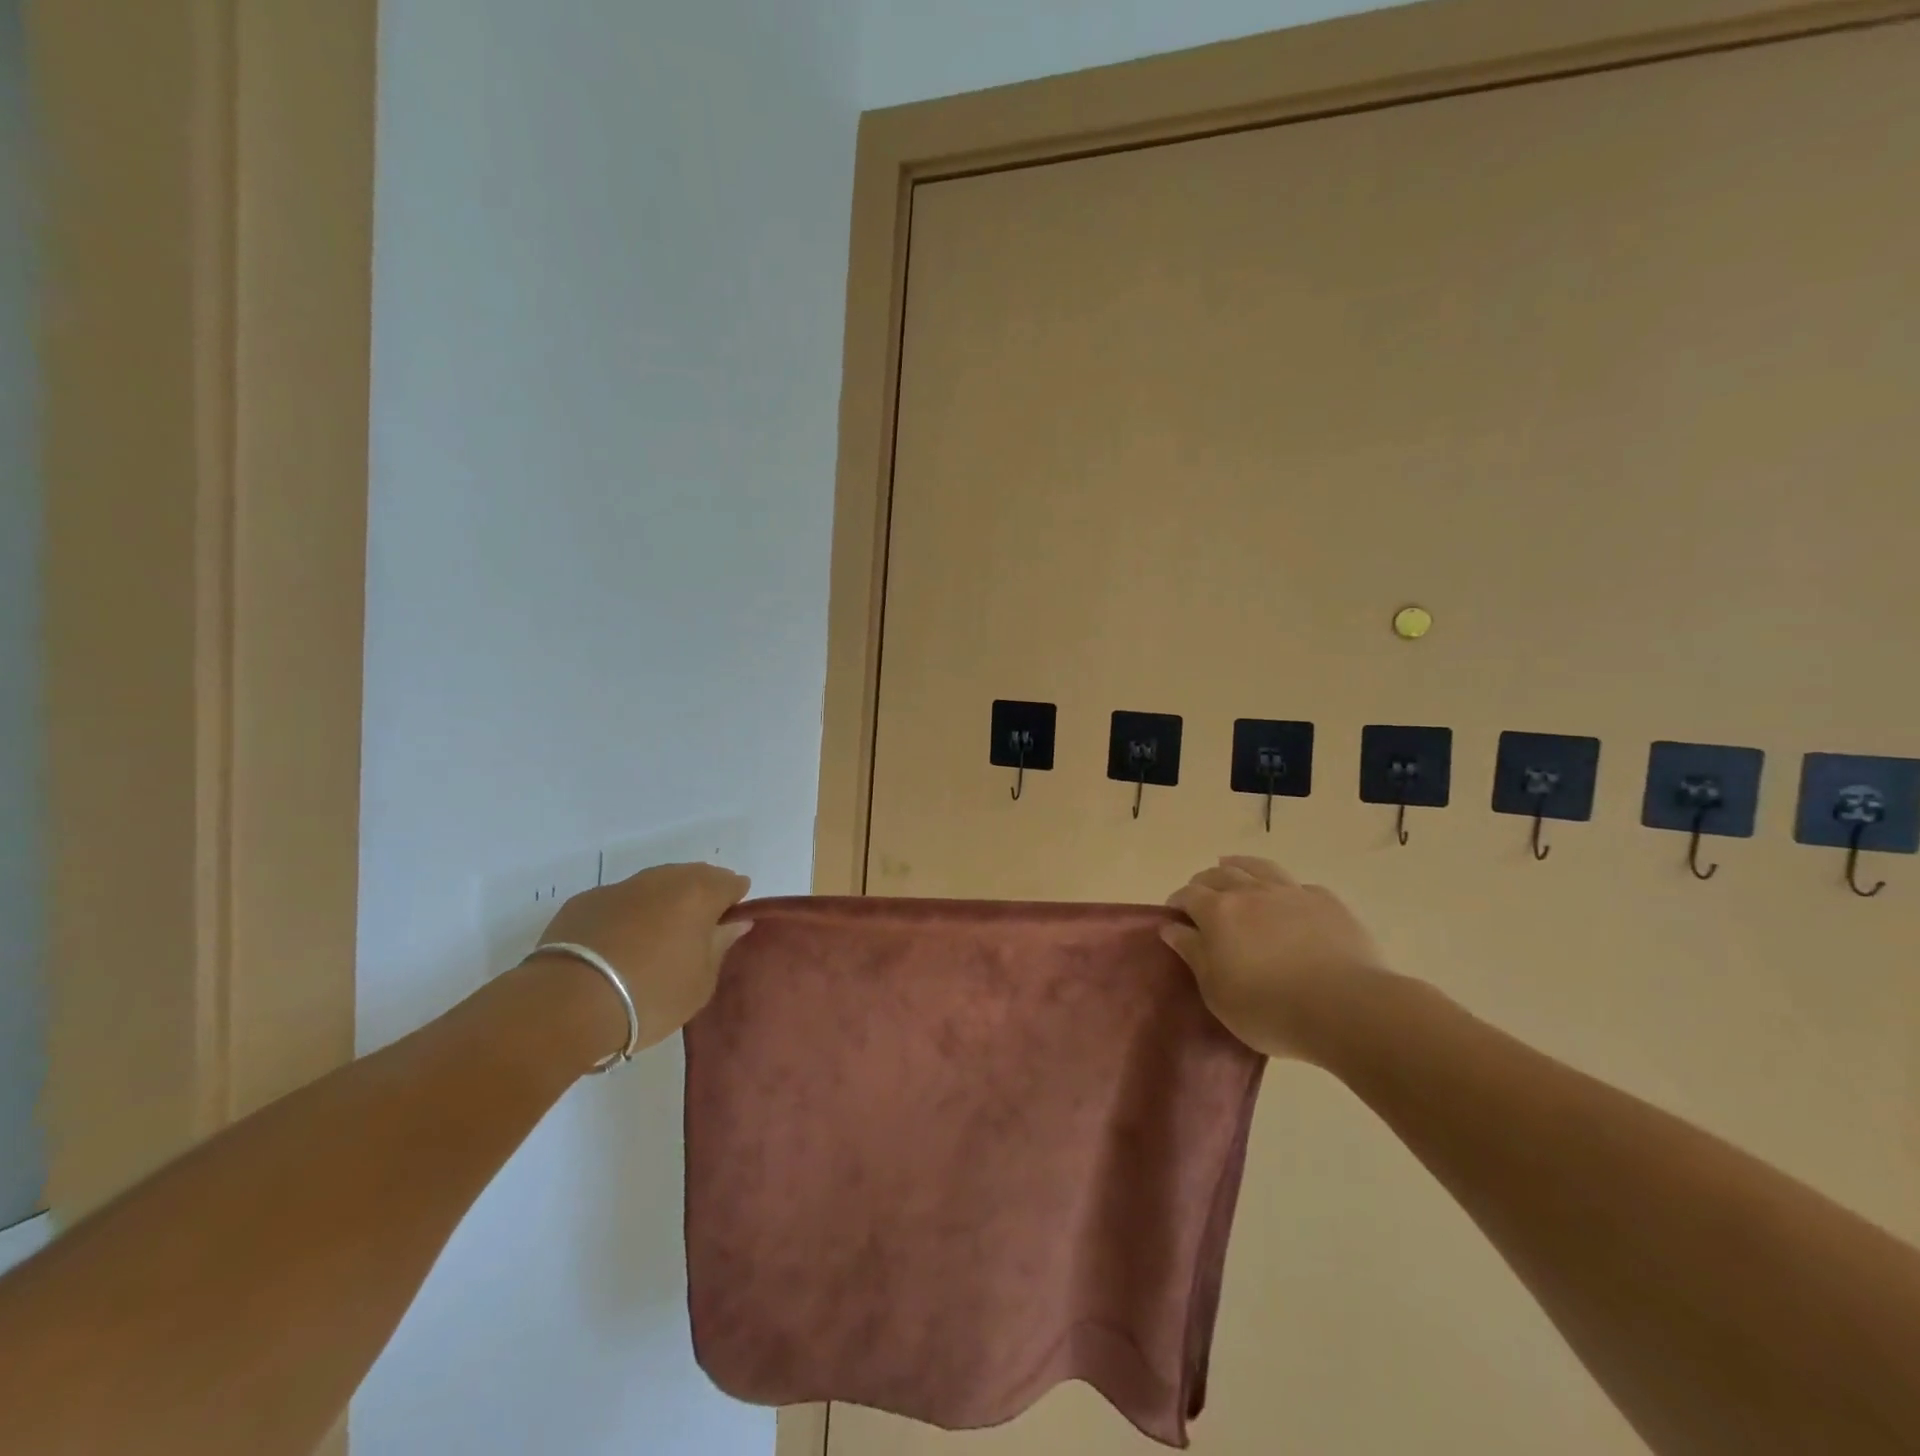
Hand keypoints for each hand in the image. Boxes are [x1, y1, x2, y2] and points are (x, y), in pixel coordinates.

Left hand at [534, 862, 752, 1049]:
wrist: (567, 1004)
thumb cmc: (650, 996)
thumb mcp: (700, 983)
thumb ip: (720, 945)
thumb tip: (735, 922)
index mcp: (698, 893)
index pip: (730, 883)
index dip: (734, 901)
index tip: (729, 926)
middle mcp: (662, 880)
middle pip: (693, 876)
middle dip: (701, 896)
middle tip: (697, 932)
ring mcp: (620, 887)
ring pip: (654, 885)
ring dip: (663, 902)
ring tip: (658, 937)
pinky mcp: (583, 902)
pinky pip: (619, 901)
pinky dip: (628, 914)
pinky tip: (619, 944)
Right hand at [1163, 856, 1388, 1060]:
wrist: (1346, 1008)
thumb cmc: (1269, 1009)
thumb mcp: (1216, 991)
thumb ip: (1192, 953)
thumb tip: (1171, 926)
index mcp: (1218, 912)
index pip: (1188, 894)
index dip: (1178, 902)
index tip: (1175, 916)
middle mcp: (1251, 891)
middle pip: (1219, 874)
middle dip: (1204, 882)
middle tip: (1201, 897)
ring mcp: (1291, 892)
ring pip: (1257, 867)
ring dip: (1238, 866)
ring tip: (1232, 868)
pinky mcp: (1326, 902)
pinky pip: (1297, 885)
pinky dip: (1282, 887)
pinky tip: (1285, 898)